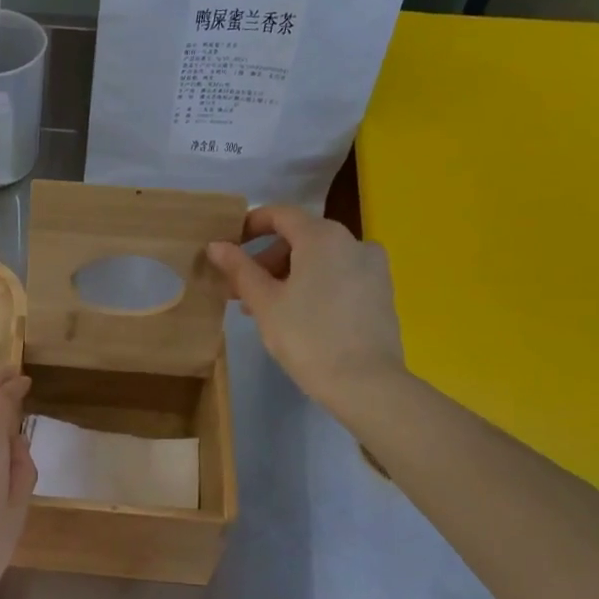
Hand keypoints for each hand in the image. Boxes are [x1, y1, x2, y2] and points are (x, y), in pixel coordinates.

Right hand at [206, 207, 406, 422]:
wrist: (365, 383)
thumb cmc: (307, 338)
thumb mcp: (265, 303)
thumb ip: (240, 269)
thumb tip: (216, 245)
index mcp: (322, 237)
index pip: (280, 214)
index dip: (250, 225)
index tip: (229, 246)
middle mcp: (353, 241)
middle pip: (301, 238)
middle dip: (267, 260)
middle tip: (242, 291)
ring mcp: (373, 266)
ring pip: (320, 259)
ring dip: (289, 275)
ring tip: (266, 309)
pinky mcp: (382, 291)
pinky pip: (339, 276)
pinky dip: (315, 285)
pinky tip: (299, 316)